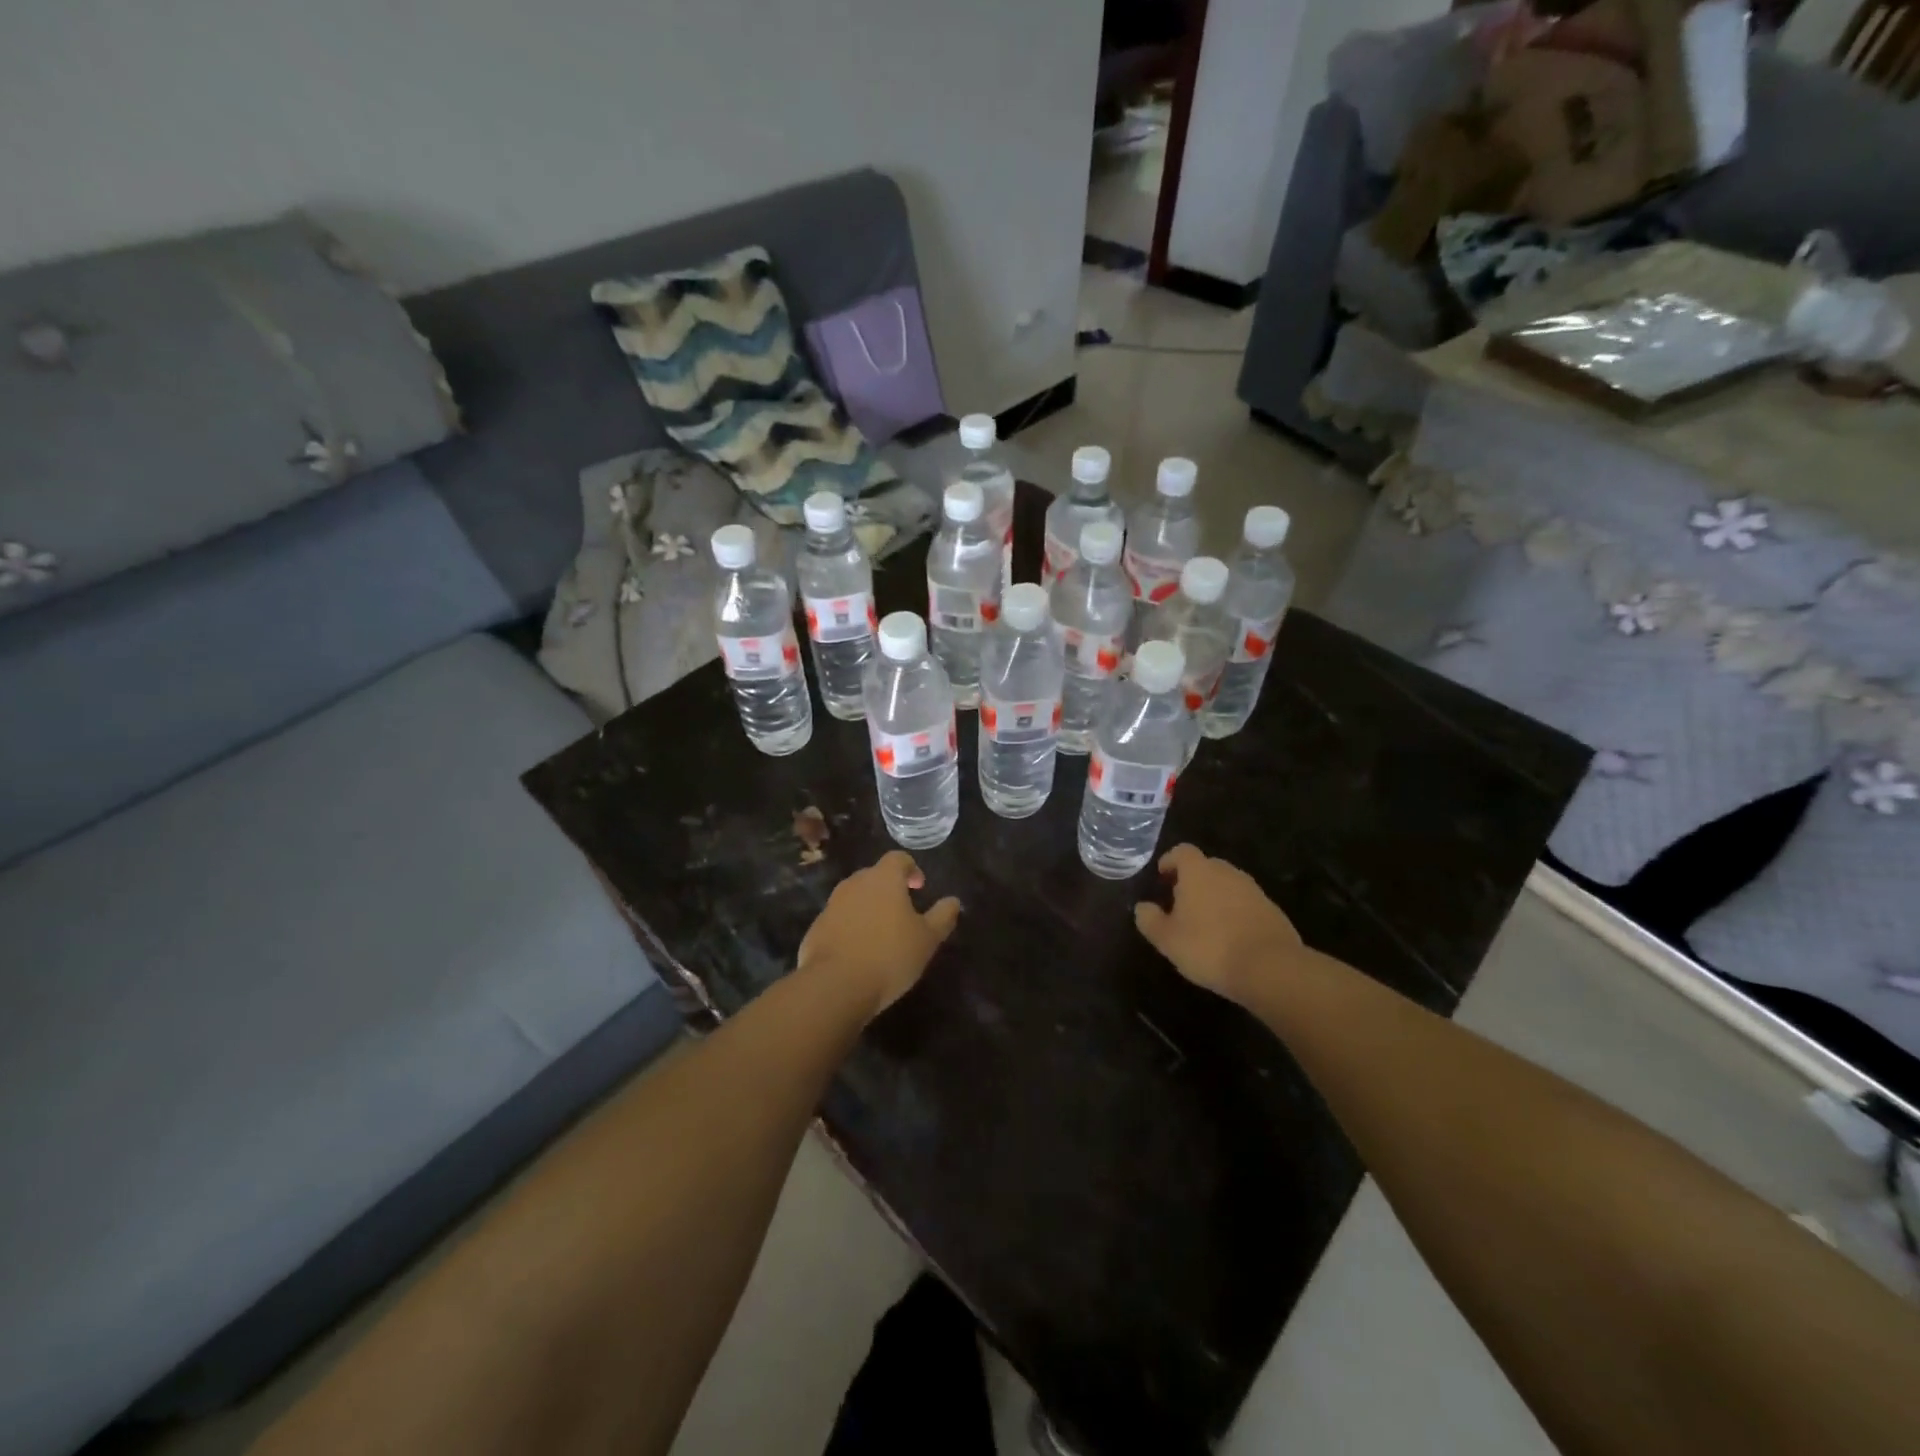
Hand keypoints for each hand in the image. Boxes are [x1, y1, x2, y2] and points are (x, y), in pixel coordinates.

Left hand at [798, 851, 961, 1017]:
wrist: (835, 985)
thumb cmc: (889, 956)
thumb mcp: (927, 939)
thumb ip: (942, 916)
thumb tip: (953, 901)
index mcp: (883, 879)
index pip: (898, 858)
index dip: (911, 869)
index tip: (919, 888)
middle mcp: (854, 884)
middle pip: (874, 876)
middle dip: (889, 889)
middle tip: (903, 912)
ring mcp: (831, 905)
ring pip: (854, 898)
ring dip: (868, 908)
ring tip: (881, 934)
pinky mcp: (816, 928)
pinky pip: (838, 920)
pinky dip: (850, 928)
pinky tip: (859, 953)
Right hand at [1134, 844, 1300, 1004]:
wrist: (1270, 967)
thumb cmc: (1209, 947)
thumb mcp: (1167, 939)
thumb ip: (1150, 920)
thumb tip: (1142, 907)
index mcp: (1198, 872)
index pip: (1182, 851)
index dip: (1170, 861)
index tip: (1162, 877)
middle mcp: (1227, 872)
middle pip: (1206, 866)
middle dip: (1192, 880)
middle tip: (1180, 903)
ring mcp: (1253, 890)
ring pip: (1227, 885)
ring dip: (1214, 897)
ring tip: (1205, 923)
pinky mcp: (1272, 909)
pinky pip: (1245, 903)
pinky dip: (1234, 912)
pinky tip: (1230, 937)